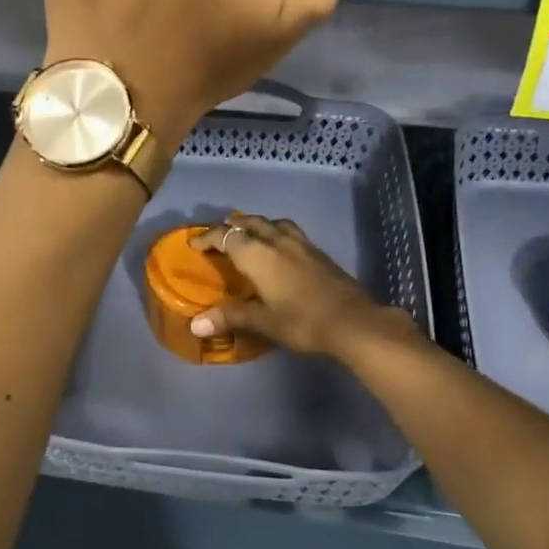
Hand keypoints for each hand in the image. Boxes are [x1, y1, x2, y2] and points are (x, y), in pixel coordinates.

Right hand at [187, 214, 415, 358]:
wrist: (353, 321)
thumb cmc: (302, 321)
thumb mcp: (263, 321)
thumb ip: (229, 317)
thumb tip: (195, 325)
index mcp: (258, 255)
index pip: (226, 236)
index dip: (208, 237)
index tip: (195, 244)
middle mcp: (277, 241)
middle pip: (249, 223)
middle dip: (231, 226)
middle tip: (220, 236)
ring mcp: (301, 243)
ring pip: (272, 223)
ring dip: (256, 225)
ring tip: (249, 236)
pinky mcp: (318, 251)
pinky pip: (289, 231)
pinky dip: (275, 233)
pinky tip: (280, 249)